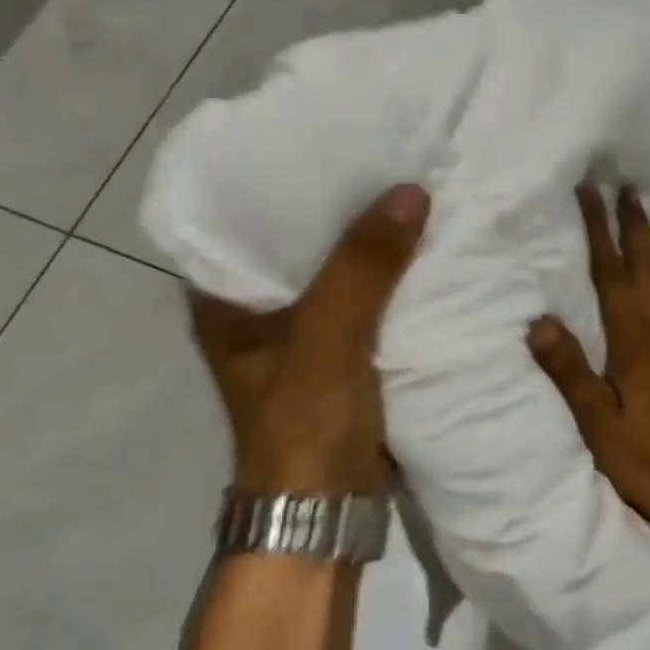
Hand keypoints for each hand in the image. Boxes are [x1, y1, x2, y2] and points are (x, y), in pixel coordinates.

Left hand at [190, 184, 429, 494]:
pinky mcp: (342, 352)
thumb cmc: (306, 426)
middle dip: (341, 204)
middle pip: (300, 240)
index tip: (329, 137)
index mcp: (226, 298)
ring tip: (411, 187)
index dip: (286, 176)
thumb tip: (411, 191)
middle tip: (385, 153)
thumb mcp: (328, 340)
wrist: (329, 512)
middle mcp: (258, 307)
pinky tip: (424, 247)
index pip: (247, 216)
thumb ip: (362, 268)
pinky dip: (392, 278)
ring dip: (371, 241)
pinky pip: (368, 299)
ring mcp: (302, 331)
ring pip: (339, 269)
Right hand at [528, 183, 649, 520]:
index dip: (599, 230)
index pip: (611, 273)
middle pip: (648, 268)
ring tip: (649, 227)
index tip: (592, 190)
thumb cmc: (642, 456)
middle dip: (635, 227)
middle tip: (628, 189)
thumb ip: (568, 369)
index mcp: (634, 340)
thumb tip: (539, 320)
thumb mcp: (594, 420)